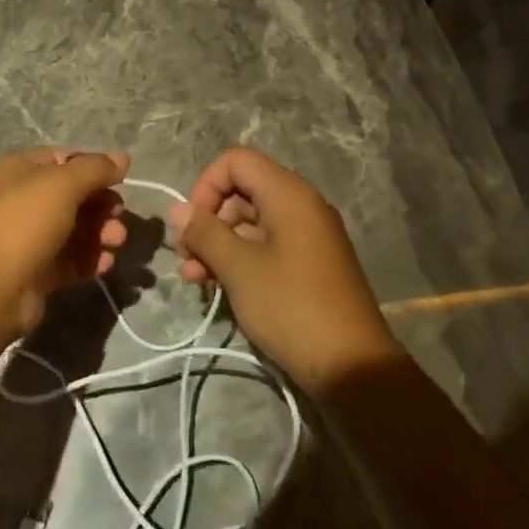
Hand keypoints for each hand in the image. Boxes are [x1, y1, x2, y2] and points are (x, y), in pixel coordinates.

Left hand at [0, 148, 130, 336]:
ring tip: (116, 242)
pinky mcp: (36, 271)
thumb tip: (123, 158)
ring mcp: (27, 238)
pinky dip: (90, 259)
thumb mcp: (62, 184)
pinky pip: (70, 260)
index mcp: (19, 170)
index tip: (119, 181)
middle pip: (72, 196)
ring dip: (100, 233)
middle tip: (119, 217)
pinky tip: (105, 264)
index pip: (63, 159)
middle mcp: (21, 200)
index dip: (93, 168)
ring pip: (74, 229)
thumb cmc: (24, 222)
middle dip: (101, 205)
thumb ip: (95, 169)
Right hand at [168, 147, 397, 391]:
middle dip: (208, 220)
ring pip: (250, 223)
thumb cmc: (291, 307)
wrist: (351, 367)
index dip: (207, 185)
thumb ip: (205, 233)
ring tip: (194, 279)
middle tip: (186, 257)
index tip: (193, 223)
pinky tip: (216, 286)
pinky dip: (239, 259)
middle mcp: (300, 206)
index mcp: (289, 195)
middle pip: (242, 192)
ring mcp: (306, 236)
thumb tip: (177, 209)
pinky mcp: (307, 265)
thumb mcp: (239, 268)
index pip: (236, 161)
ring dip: (218, 244)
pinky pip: (265, 246)